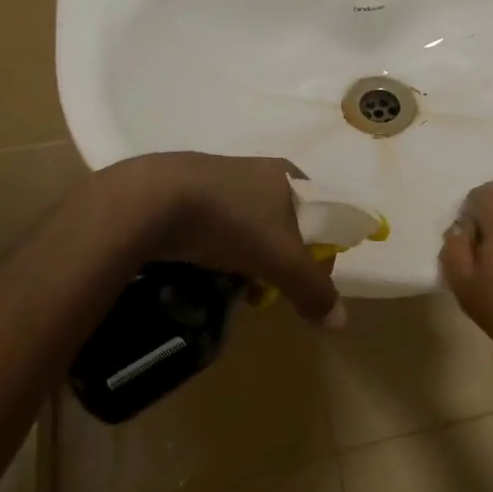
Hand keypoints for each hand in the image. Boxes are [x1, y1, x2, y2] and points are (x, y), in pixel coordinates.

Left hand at [97, 152, 344, 328]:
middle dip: (280, 259)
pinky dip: (216, 249)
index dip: (320, 248)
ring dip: (247, 257)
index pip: (321, 212)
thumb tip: (340, 321)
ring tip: (233, 286)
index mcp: (288, 176)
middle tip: (267, 289)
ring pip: (247, 225)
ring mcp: (218, 177)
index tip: (306, 280)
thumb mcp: (280, 260)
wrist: (152, 200)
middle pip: (283, 221)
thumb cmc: (231, 222)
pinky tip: (203, 271)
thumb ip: (313, 289)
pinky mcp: (184, 190)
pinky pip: (213, 225)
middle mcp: (257, 170)